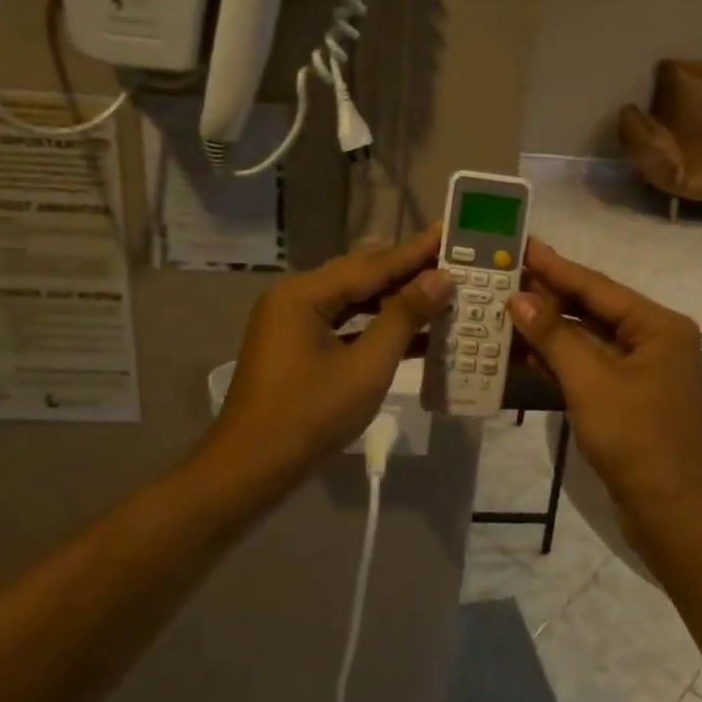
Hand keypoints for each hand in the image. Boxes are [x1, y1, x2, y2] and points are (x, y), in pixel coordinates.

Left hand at [214, 226, 451, 472]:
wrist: (251, 469)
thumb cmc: (310, 415)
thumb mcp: (366, 367)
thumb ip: (404, 317)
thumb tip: (441, 278)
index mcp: (305, 294)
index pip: (372, 264)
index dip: (414, 251)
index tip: (448, 232)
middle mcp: (295, 297)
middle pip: (360, 276)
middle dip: (407, 271)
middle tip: (450, 259)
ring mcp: (293, 322)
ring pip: (353, 301)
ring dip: (394, 300)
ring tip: (440, 290)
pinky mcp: (297, 347)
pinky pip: (343, 324)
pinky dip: (375, 326)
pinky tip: (414, 332)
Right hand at [509, 239, 701, 522]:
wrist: (676, 516)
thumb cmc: (638, 441)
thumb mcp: (591, 382)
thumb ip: (555, 336)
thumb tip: (519, 297)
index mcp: (657, 325)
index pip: (596, 286)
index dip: (554, 266)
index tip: (521, 244)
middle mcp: (652, 339)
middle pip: (591, 308)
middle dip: (547, 296)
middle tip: (501, 274)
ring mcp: (640, 370)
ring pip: (586, 339)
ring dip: (547, 329)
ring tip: (501, 307)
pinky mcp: (627, 397)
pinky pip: (587, 366)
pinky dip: (557, 359)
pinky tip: (520, 351)